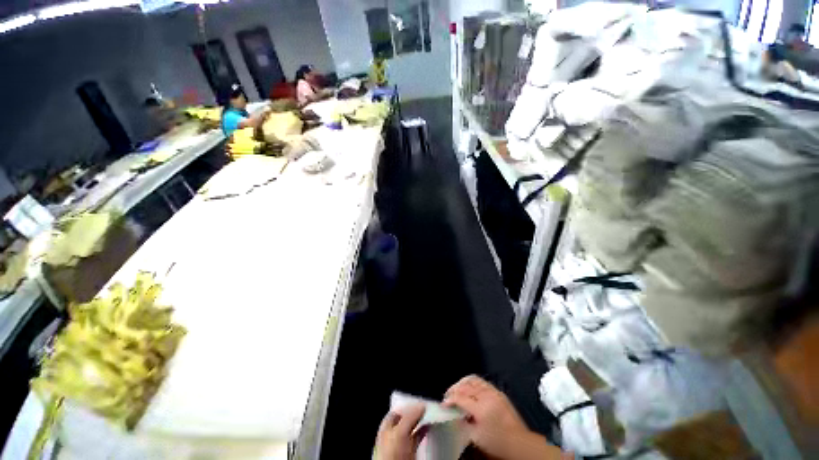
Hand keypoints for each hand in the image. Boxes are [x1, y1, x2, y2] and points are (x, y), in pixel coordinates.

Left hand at [375, 404, 426, 459]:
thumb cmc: (391, 455)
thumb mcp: (400, 432)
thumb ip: (410, 417)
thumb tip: (421, 405)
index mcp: (386, 427)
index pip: (398, 410)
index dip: (409, 404)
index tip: (420, 401)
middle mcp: (394, 434)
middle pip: (407, 418)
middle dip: (417, 412)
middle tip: (429, 407)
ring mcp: (402, 444)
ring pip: (414, 427)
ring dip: (422, 421)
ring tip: (432, 415)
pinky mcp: (411, 453)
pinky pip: (419, 438)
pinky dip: (425, 432)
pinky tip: (430, 428)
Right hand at [444, 375, 563, 459]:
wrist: (520, 442)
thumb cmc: (498, 443)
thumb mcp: (477, 438)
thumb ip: (464, 424)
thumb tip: (455, 416)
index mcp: (481, 408)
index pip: (460, 398)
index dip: (450, 400)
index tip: (444, 404)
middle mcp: (487, 396)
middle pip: (466, 385)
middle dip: (455, 388)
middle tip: (448, 395)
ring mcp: (494, 392)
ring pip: (474, 380)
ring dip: (463, 383)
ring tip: (458, 389)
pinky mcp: (499, 392)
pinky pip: (482, 382)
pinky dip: (473, 382)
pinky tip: (470, 388)